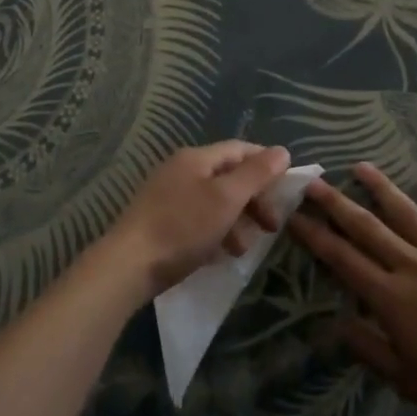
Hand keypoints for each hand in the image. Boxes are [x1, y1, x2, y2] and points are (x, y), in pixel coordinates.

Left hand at [102, 141, 292, 299]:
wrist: (128, 266)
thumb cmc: (182, 227)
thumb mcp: (226, 199)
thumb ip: (256, 174)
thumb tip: (282, 151)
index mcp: (196, 158)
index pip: (240, 149)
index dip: (266, 163)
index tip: (287, 188)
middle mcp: (181, 170)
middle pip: (228, 176)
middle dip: (253, 199)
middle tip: (272, 226)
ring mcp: (168, 195)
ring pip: (215, 201)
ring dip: (237, 220)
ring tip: (245, 248)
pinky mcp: (161, 222)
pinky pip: (199, 219)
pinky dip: (216, 232)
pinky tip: (221, 254)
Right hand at [290, 164, 416, 415]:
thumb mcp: (405, 379)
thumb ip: (368, 347)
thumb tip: (336, 322)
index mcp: (390, 297)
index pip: (342, 259)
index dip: (315, 236)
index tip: (294, 216)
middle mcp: (411, 264)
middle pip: (366, 227)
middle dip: (336, 203)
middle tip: (313, 182)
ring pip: (406, 212)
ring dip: (381, 187)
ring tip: (360, 167)